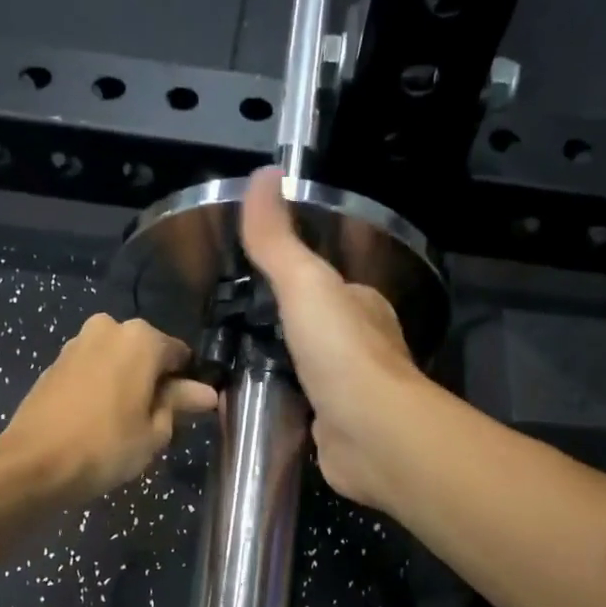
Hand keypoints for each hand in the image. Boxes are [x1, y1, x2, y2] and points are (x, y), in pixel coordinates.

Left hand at [0, 314, 217, 501]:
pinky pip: (92, 370)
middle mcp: (109, 328)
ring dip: (127, 382)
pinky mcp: (55, 363)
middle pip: (146, 354)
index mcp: (141, 339)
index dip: (187, 383)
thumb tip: (207, 392)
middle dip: (154, 380)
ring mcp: (77, 343)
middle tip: (155, 421)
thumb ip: (180, 403)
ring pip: (117, 360)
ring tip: (126, 423)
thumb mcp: (155, 431)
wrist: (33, 463)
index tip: (187, 411)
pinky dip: (101, 386)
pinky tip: (99, 418)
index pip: (180, 355)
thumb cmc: (106, 446)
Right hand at [240, 167, 433, 508]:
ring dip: (283, 369)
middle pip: (317, 329)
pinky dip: (284, 406)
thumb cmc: (340, 351)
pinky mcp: (337, 430)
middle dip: (283, 330)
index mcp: (362, 305)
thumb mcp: (303, 283)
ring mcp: (352, 392)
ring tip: (235, 366)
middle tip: (234, 329)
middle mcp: (363, 346)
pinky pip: (304, 410)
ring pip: (310, 371)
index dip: (293, 282)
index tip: (251, 286)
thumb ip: (278, 240)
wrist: (372, 433)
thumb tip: (264, 172)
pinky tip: (256, 407)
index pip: (326, 285)